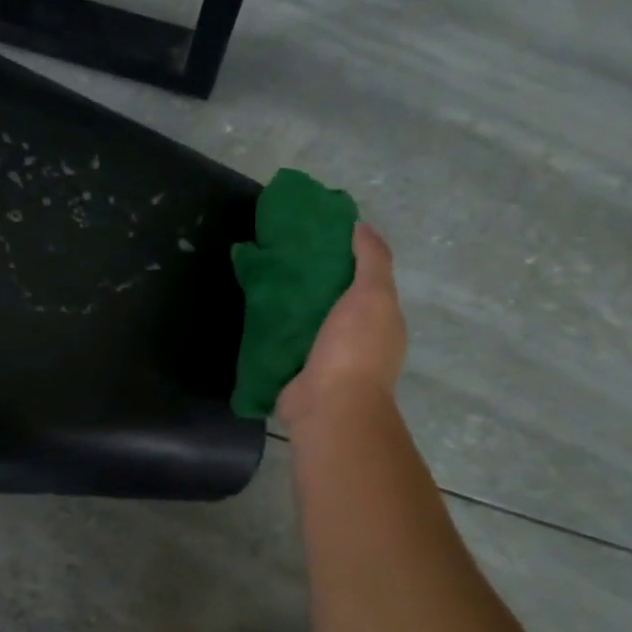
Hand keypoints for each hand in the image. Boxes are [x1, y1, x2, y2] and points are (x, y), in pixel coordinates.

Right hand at [275, 222, 406, 433]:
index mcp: (379, 319)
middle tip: (282, 255)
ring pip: (307, 321)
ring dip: (290, 305)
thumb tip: (362, 226)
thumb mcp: (372, 294)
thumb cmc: (355, 348)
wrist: (328, 405)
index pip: (364, 281)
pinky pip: (284, 342)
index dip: (344, 257)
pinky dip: (272, 327)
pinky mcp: (296, 370)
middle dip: (311, 281)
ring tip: (263, 278)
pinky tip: (252, 310)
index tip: (316, 237)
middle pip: (332, 300)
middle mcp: (355, 339)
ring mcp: (325, 357)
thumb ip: (372, 260)